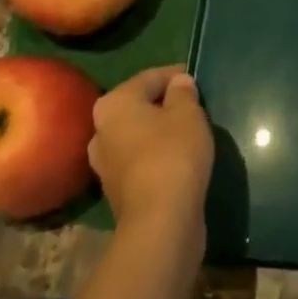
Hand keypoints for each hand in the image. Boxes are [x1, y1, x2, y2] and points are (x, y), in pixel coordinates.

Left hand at [89, 66, 214, 235]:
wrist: (160, 222)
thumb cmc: (173, 153)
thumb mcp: (187, 113)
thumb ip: (183, 92)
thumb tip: (178, 83)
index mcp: (113, 104)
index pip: (150, 78)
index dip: (176, 75)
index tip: (197, 79)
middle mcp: (101, 132)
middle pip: (140, 108)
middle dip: (165, 105)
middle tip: (194, 107)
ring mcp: (105, 165)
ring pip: (139, 136)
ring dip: (161, 132)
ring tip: (189, 133)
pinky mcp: (117, 193)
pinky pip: (140, 161)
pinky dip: (158, 156)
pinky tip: (180, 160)